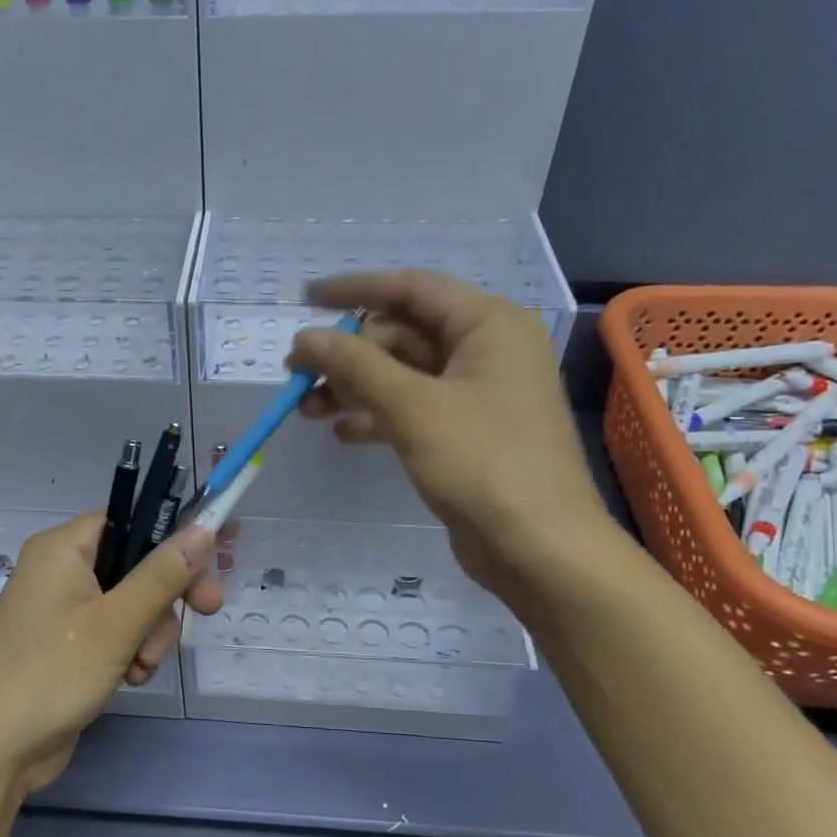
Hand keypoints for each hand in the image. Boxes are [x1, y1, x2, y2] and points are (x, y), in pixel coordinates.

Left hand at [0, 515, 222, 796]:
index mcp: (63, 548)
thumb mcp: (116, 623)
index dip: (173, 538)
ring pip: (132, 602)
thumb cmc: (51, 674)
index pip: (131, 520)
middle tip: (206, 612)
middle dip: (165, 597)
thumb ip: (163, 574)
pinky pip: (115, 630)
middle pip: (136, 563)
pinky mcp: (67, 642)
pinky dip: (131, 650)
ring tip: (141, 667)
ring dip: (150, 633)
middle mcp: (60, 569)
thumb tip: (205, 526)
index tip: (214, 562)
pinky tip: (130, 678)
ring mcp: (62, 608)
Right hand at [289, 270, 613, 598]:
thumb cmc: (483, 463)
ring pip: (404, 375)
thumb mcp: (413, 407)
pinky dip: (378, 416)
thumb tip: (305, 338)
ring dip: (355, 388)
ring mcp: (479, 393)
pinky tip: (344, 434)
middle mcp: (487, 349)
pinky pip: (414, 408)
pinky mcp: (468, 432)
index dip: (354, 290)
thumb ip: (356, 366)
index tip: (306, 298)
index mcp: (488, 324)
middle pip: (403, 334)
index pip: (411, 288)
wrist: (540, 548)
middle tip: (297, 375)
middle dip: (348, 353)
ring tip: (307, 410)